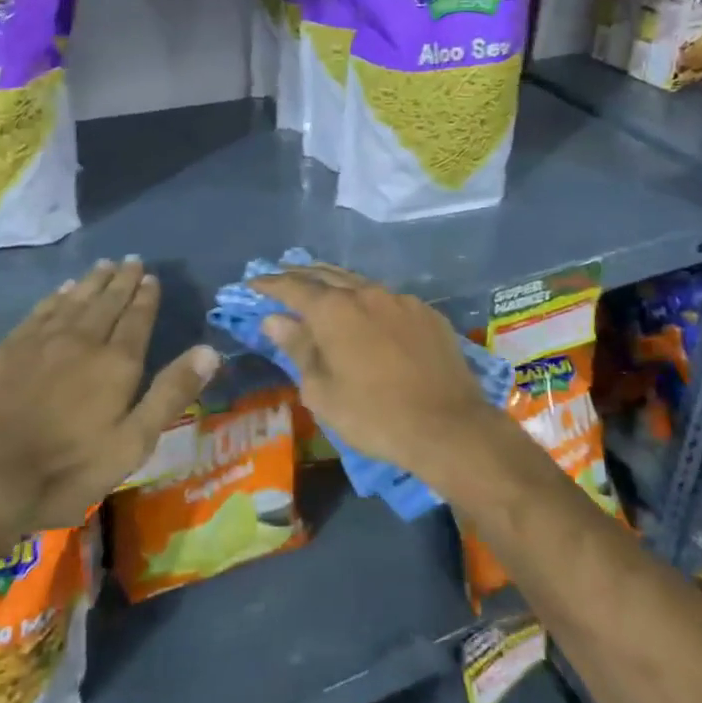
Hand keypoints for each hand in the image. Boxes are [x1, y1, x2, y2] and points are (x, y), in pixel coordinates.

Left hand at [0, 259, 219, 532]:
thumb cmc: (65, 470)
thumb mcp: (131, 444)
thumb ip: (170, 394)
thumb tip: (210, 350)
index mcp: (116, 363)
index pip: (137, 319)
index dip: (146, 297)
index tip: (151, 277)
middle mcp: (82, 340)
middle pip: (107, 302)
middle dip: (122, 281)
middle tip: (131, 260)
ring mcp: (40, 341)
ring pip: (74, 301)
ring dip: (91, 282)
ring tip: (104, 266)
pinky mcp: (6, 349)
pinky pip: (39, 311)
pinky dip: (55, 297)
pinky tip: (61, 291)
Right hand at [248, 263, 503, 483]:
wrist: (448, 427)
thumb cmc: (374, 415)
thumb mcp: (322, 391)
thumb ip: (298, 348)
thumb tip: (274, 319)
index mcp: (335, 310)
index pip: (293, 287)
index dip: (270, 283)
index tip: (253, 282)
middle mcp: (367, 293)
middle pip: (327, 275)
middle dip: (301, 274)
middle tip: (283, 275)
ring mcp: (401, 300)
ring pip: (360, 283)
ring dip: (336, 284)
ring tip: (322, 289)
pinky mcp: (427, 314)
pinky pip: (389, 299)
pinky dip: (369, 301)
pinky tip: (369, 315)